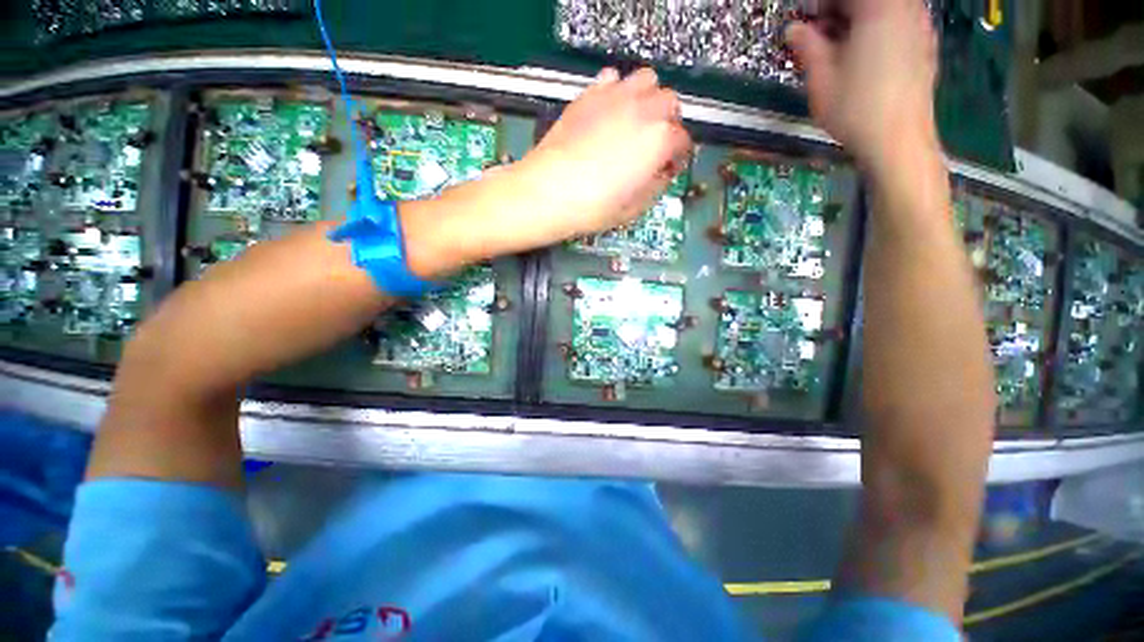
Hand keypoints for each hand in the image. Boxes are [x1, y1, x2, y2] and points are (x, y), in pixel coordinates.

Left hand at [519, 67, 693, 238]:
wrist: (547, 192)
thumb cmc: (593, 207)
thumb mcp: (633, 209)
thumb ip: (656, 186)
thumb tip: (662, 173)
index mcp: (659, 140)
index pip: (683, 140)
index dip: (678, 157)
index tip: (667, 169)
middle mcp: (643, 110)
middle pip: (670, 103)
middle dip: (668, 123)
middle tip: (654, 146)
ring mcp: (615, 97)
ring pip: (647, 80)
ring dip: (648, 99)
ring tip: (635, 122)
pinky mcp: (589, 95)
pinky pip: (612, 79)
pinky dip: (618, 91)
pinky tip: (608, 113)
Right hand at [786, 0, 940, 171]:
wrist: (898, 141)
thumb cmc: (855, 109)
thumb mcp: (821, 78)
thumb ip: (807, 45)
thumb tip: (794, 30)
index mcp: (877, 7)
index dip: (821, 6)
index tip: (807, 25)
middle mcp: (904, 8)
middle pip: (867, 1)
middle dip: (841, 13)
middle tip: (821, 39)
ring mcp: (920, 26)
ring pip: (884, 11)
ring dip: (859, 23)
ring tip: (841, 53)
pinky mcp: (926, 47)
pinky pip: (899, 26)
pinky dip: (879, 34)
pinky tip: (866, 62)